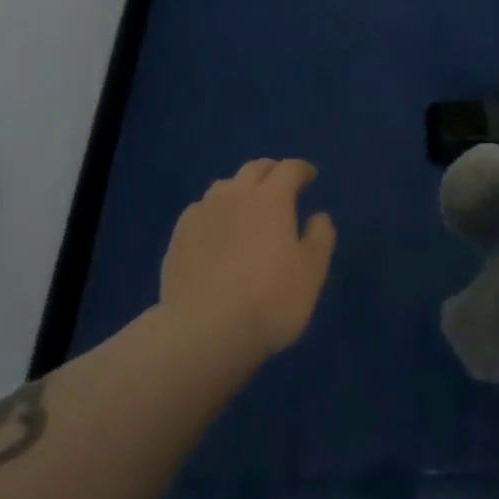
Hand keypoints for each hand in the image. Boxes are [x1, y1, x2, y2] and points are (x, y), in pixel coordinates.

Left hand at [160, 158, 336, 362]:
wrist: (202, 330)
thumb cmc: (268, 301)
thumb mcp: (310, 274)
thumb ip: (319, 239)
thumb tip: (319, 216)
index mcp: (271, 198)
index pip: (289, 169)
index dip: (302, 169)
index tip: (310, 176)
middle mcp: (236, 194)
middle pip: (255, 168)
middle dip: (272, 172)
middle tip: (281, 186)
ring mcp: (203, 211)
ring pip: (225, 186)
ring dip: (241, 189)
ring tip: (247, 208)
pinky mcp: (179, 233)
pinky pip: (201, 209)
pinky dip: (215, 212)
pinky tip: (216, 232)